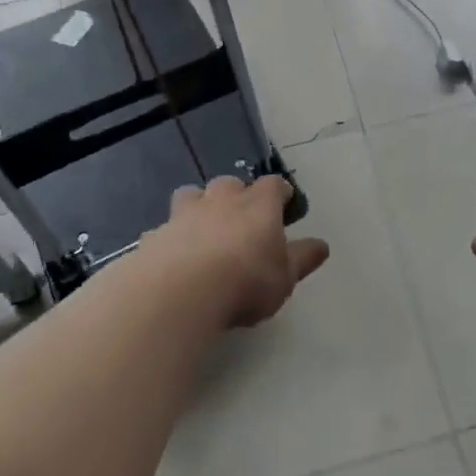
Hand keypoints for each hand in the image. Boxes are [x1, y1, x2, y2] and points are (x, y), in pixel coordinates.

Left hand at [143, 175, 328, 327]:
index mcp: (258, 205)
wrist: (180, 292)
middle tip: (241, 218)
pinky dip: (171, 238)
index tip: (284, 204)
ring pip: (191, 195)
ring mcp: (184, 214)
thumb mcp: (285, 277)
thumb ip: (302, 259)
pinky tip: (172, 259)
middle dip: (236, 195)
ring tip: (202, 229)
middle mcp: (221, 200)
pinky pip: (164, 229)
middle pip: (229, 183)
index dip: (279, 193)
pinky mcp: (154, 236)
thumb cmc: (246, 281)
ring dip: (198, 206)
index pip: (274, 185)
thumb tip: (321, 245)